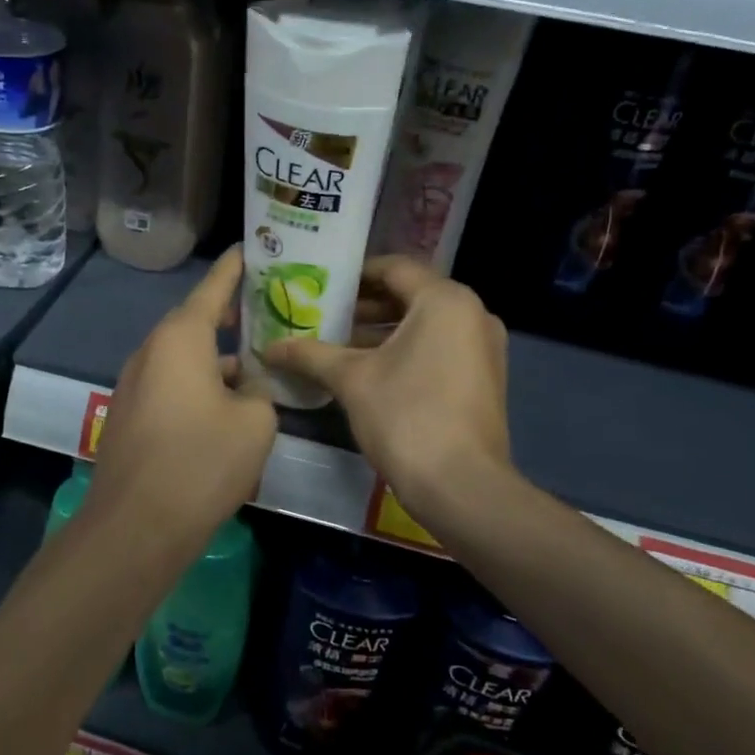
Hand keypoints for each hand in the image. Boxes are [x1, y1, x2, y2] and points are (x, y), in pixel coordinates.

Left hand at [84, 247, 276, 547]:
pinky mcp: (132, 414)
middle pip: (196, 321)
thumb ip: (260, 392)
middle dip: (232, 315)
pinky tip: (229, 406)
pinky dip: (201, 383)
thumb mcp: (254, 422)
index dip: (236, 266)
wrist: (137, 525)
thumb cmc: (201, 461)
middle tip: (269, 309)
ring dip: (218, 356)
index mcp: (180, 338)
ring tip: (259, 361)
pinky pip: (173, 384)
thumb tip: (248, 389)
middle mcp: (152, 351)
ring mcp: (136, 383)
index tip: (252, 247)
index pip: (213, 286)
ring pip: (185, 356)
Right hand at [262, 256, 511, 520]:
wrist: (462, 487)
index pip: (393, 268)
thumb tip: (270, 348)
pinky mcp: (484, 377)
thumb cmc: (406, 417)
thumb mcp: (351, 379)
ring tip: (337, 343)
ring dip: (382, 331)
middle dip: (364, 305)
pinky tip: (368, 370)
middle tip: (322, 315)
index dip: (353, 275)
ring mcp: (483, 347)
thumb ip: (310, 355)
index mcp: (445, 300)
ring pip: (424, 324)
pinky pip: (439, 347)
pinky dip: (406, 350)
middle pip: (410, 295)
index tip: (319, 285)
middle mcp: (472, 313)